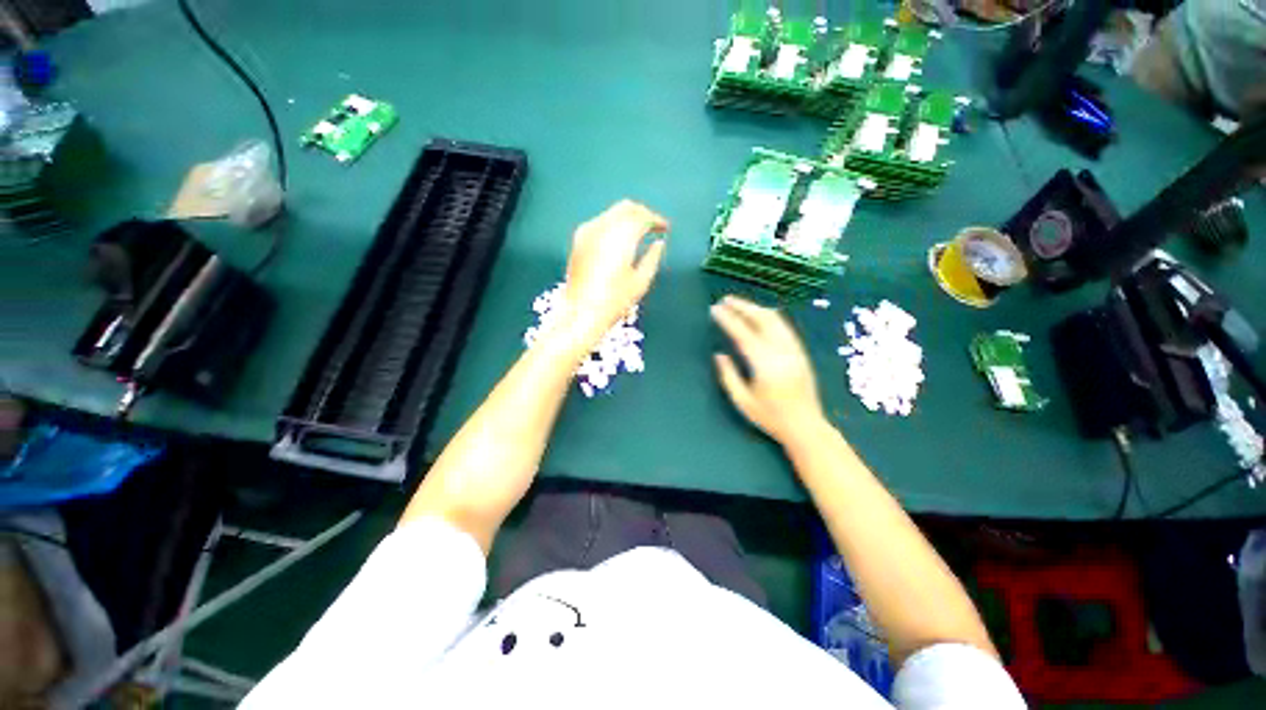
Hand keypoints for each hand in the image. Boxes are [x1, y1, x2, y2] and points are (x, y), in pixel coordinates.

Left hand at [556, 200, 668, 348]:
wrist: (581, 312)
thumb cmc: (614, 301)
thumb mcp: (641, 281)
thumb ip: (653, 257)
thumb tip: (659, 243)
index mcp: (621, 236)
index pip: (643, 216)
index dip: (657, 220)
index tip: (665, 227)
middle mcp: (603, 227)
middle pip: (627, 208)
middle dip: (643, 213)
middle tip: (654, 226)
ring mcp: (587, 231)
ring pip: (612, 212)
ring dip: (628, 217)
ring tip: (640, 232)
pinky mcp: (578, 240)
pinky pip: (600, 222)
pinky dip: (614, 224)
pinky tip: (619, 238)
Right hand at [711, 296, 826, 446]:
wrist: (806, 427)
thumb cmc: (771, 418)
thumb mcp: (743, 401)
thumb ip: (729, 376)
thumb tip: (719, 355)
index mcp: (766, 365)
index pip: (743, 334)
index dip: (728, 320)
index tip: (715, 309)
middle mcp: (783, 352)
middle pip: (762, 319)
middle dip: (743, 307)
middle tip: (725, 300)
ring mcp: (795, 350)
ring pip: (776, 320)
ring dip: (756, 309)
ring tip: (739, 305)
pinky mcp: (801, 353)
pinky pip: (784, 327)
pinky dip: (769, 317)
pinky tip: (759, 317)